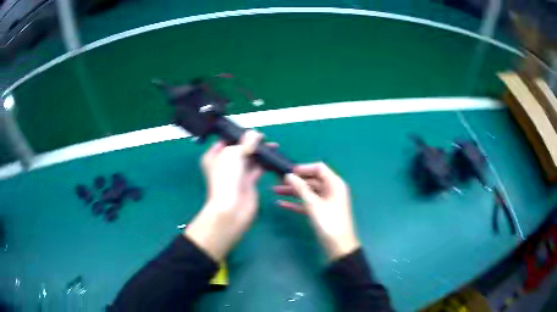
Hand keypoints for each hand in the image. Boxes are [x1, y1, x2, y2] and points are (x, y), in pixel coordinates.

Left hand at [185, 131, 264, 260]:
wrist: (232, 208)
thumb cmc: (226, 178)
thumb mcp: (233, 154)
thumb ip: (245, 143)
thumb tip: (254, 133)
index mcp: (214, 156)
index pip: (226, 141)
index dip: (238, 135)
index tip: (251, 130)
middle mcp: (225, 164)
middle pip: (239, 149)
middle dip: (251, 143)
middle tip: (264, 137)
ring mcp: (237, 174)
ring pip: (250, 159)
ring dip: (260, 153)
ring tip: (272, 145)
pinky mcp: (248, 182)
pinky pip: (257, 169)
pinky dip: (264, 164)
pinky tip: (273, 157)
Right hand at [273, 163, 359, 259]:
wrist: (339, 247)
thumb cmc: (329, 223)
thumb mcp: (313, 204)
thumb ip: (301, 188)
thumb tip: (289, 175)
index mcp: (334, 184)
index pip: (319, 168)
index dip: (304, 168)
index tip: (288, 172)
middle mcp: (331, 190)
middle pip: (311, 180)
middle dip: (295, 181)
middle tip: (277, 182)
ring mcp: (326, 201)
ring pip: (308, 192)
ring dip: (292, 192)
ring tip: (275, 191)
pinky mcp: (321, 212)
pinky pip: (307, 203)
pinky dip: (296, 203)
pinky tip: (281, 204)